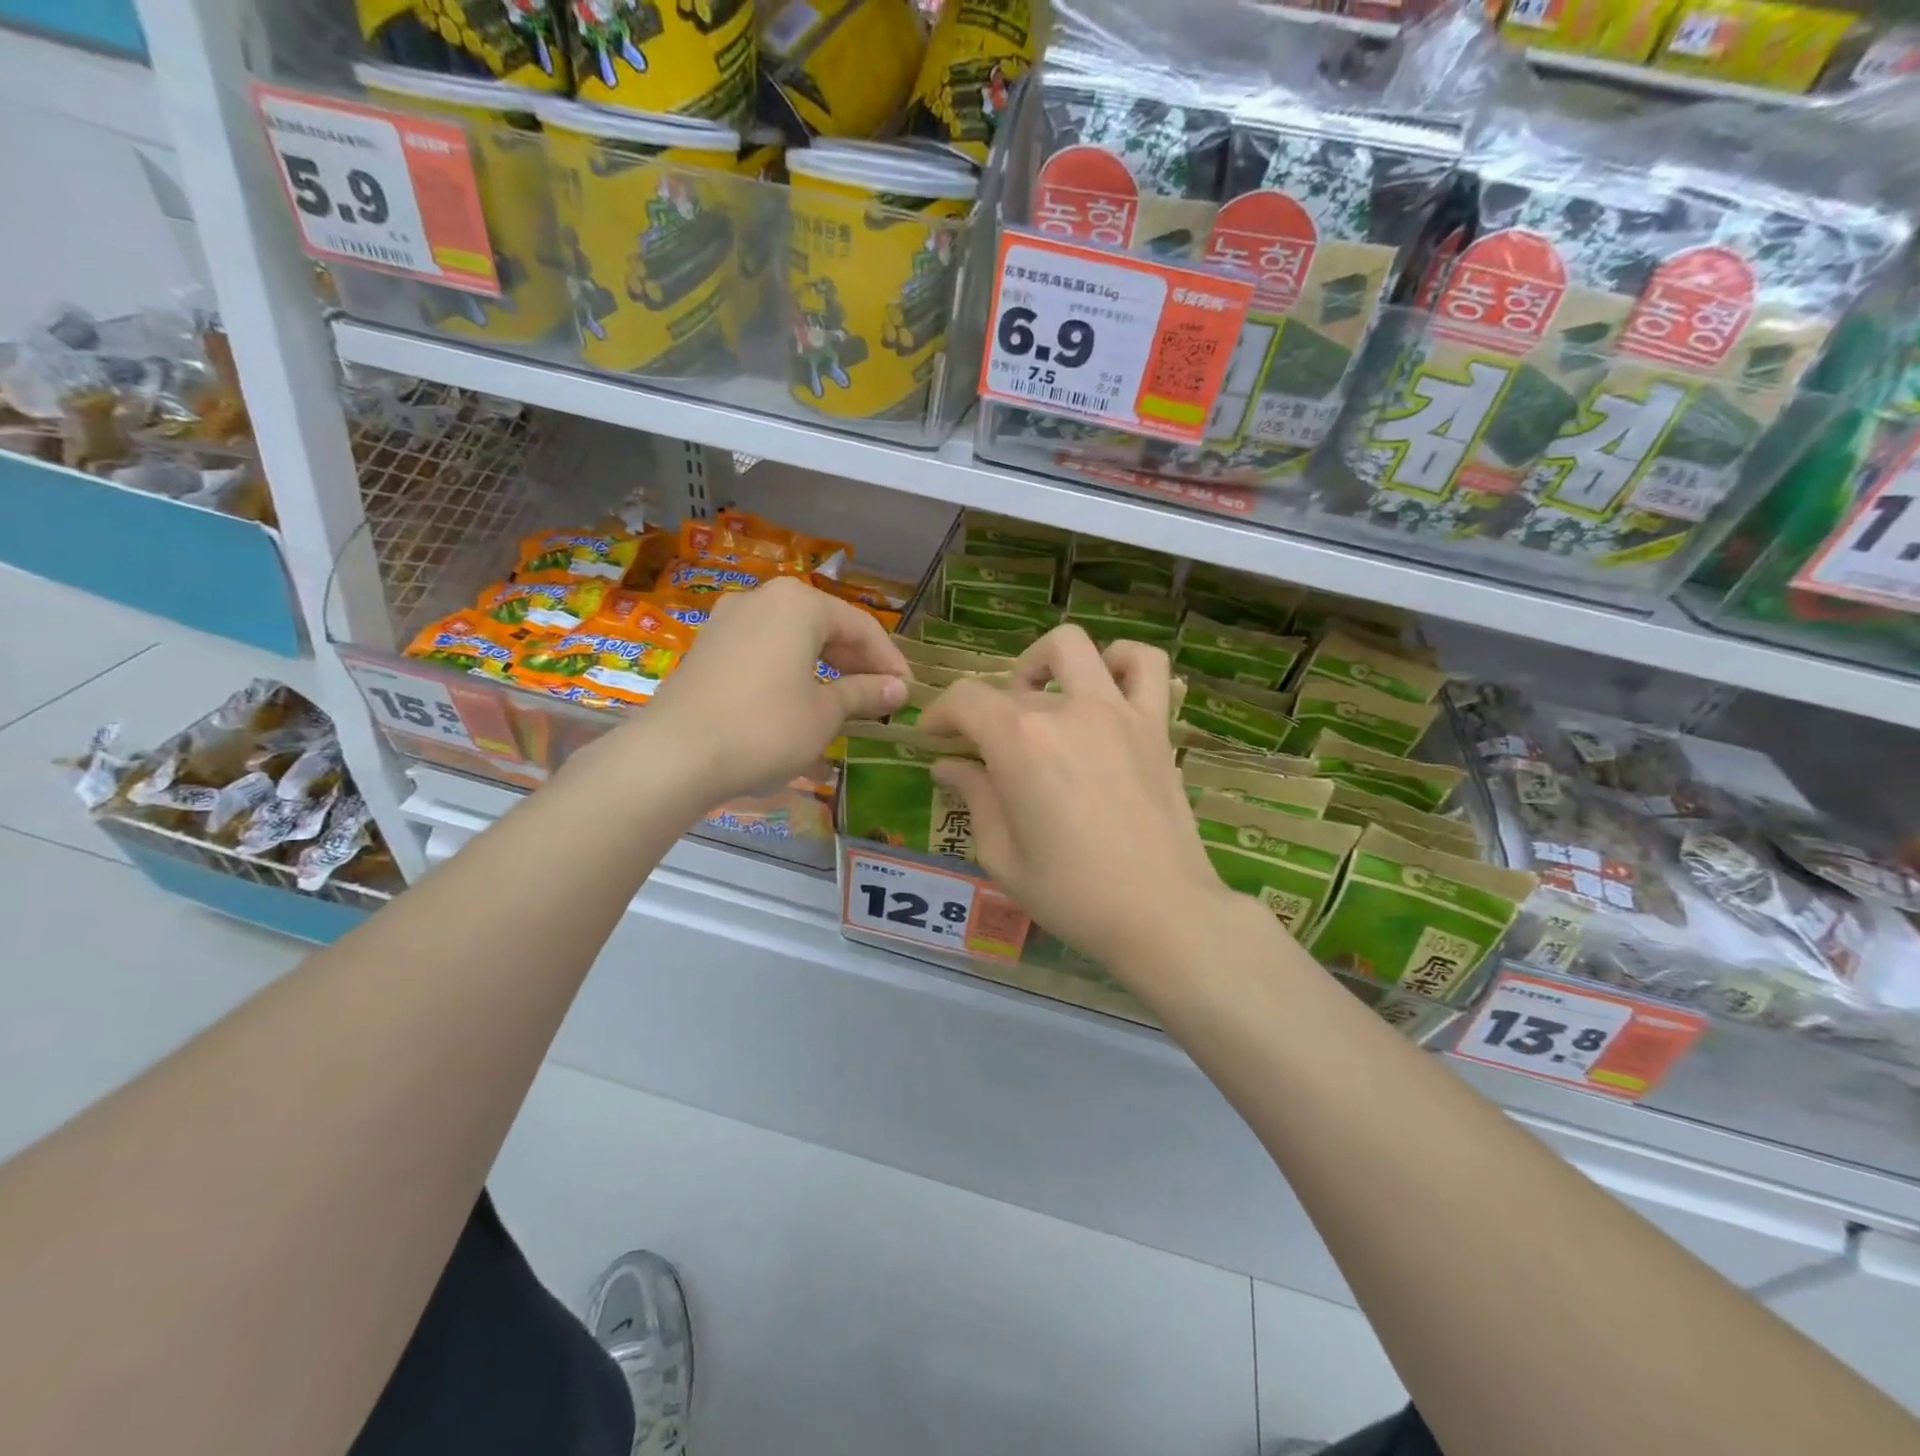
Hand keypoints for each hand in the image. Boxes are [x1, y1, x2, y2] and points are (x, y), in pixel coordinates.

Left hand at [642, 577, 909, 805]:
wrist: (674, 755)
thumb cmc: (764, 728)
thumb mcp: (825, 713)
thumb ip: (865, 693)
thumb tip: (899, 689)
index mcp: (798, 603)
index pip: (861, 626)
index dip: (889, 660)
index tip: (907, 691)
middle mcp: (762, 599)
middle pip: (825, 627)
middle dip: (856, 664)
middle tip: (880, 698)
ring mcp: (728, 621)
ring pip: (793, 640)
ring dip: (824, 669)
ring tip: (846, 704)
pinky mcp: (707, 648)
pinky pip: (763, 652)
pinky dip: (790, 673)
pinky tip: (800, 704)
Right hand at [917, 625, 1231, 975]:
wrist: (1162, 913)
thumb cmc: (1073, 894)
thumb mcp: (1002, 856)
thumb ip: (974, 798)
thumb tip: (949, 766)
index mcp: (1020, 742)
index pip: (965, 700)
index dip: (939, 714)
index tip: (933, 737)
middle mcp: (1067, 710)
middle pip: (1012, 683)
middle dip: (987, 709)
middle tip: (987, 745)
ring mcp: (1118, 711)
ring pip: (1075, 646)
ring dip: (1047, 663)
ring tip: (1043, 696)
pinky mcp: (1155, 725)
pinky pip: (1147, 666)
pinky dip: (1121, 662)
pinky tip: (1105, 691)